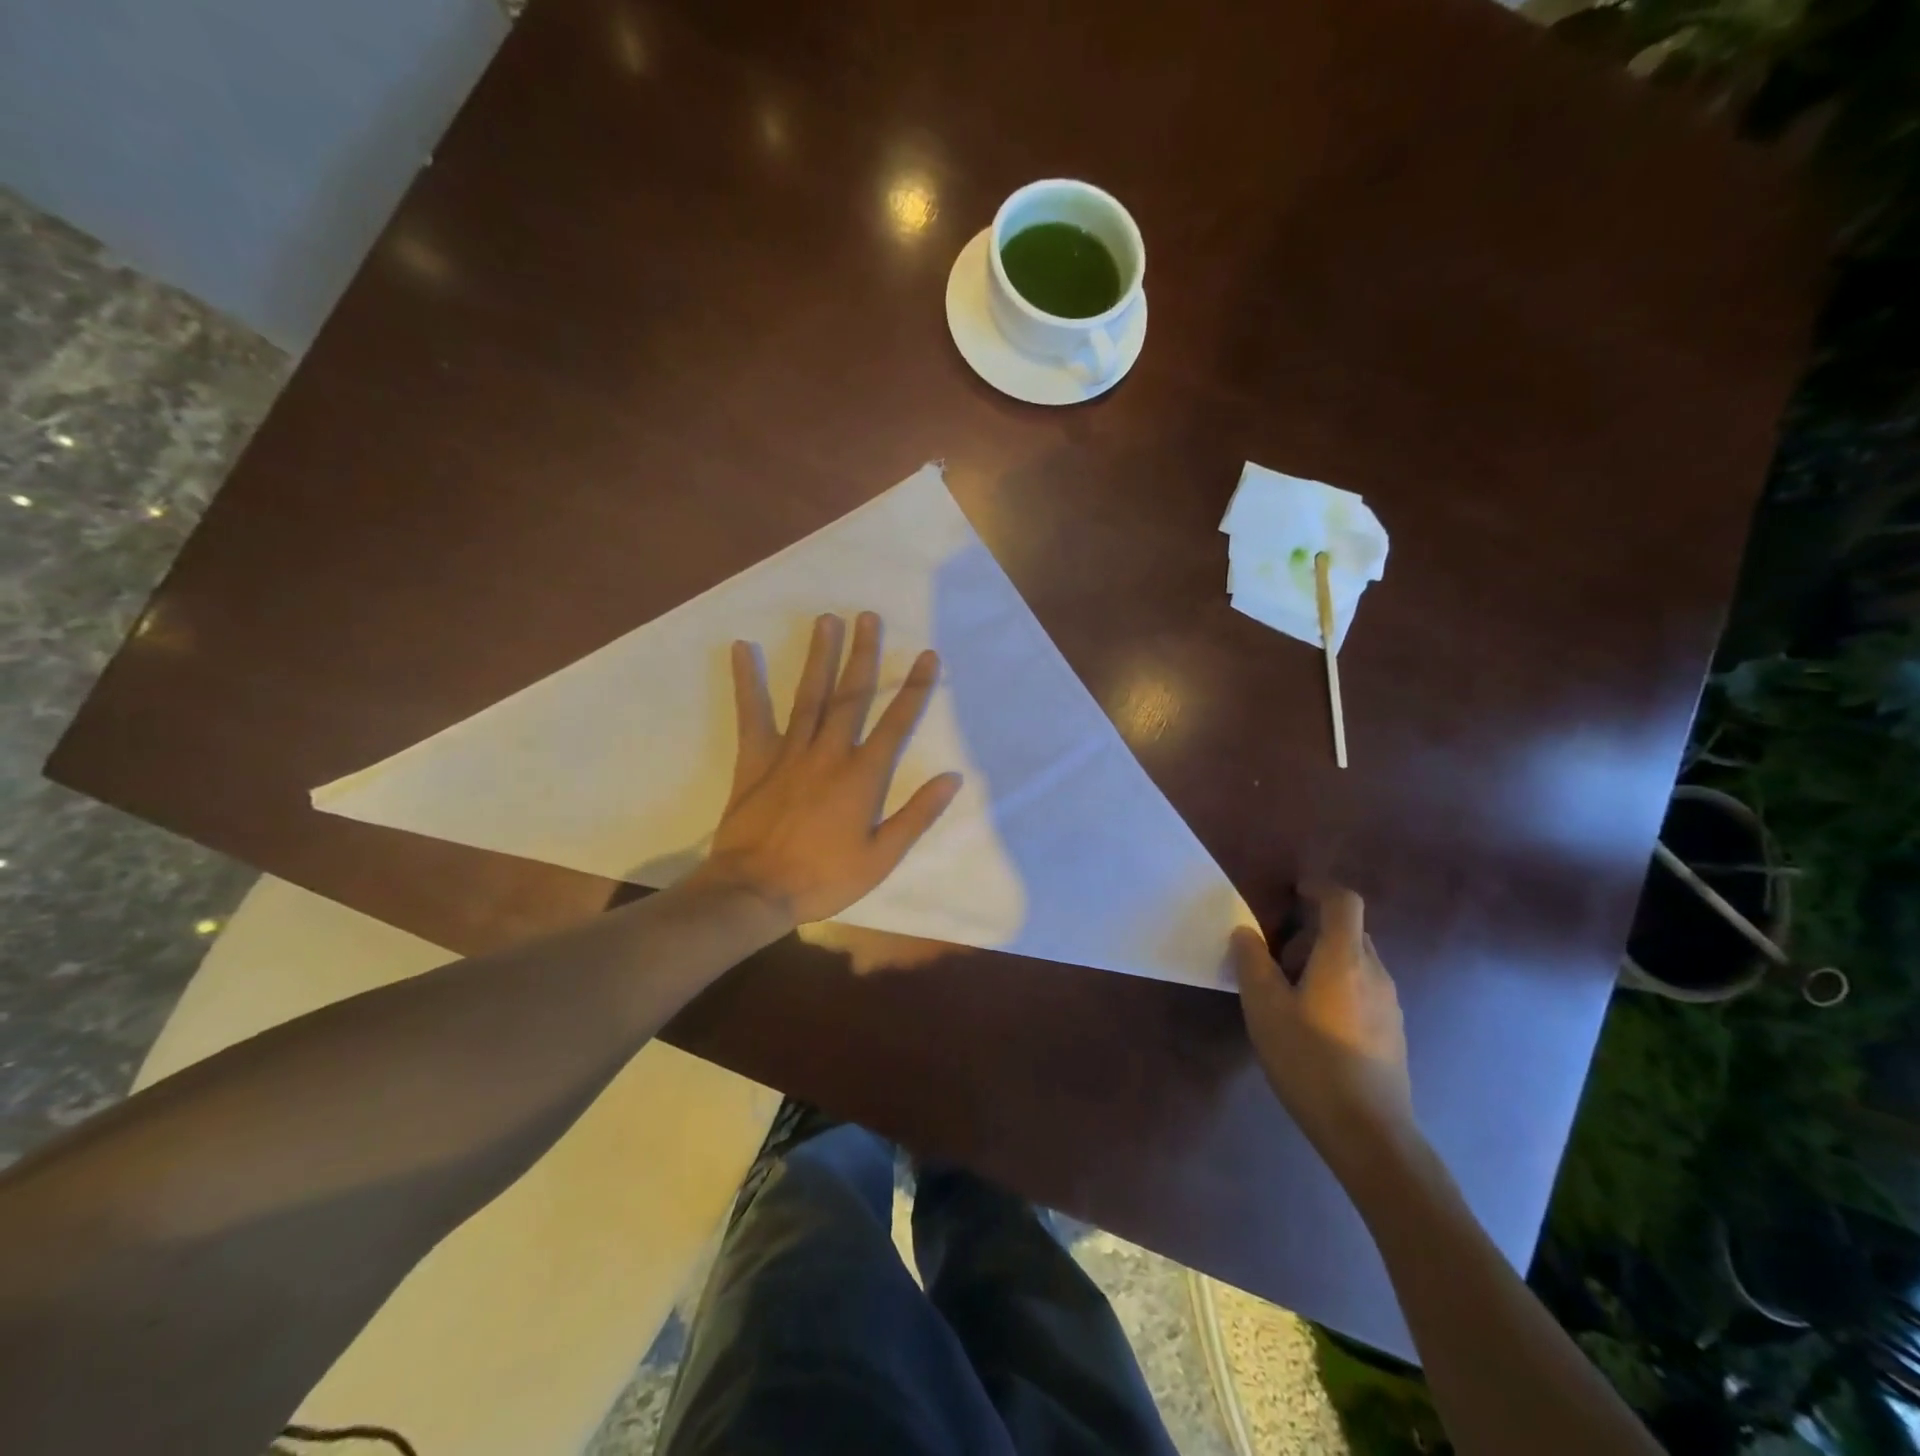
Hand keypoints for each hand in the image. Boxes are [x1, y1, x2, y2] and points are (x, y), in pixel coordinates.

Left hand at [691, 611, 962, 926]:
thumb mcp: (881, 858)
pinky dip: (747, 682)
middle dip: (863, 654)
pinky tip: (740, 649)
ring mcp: (789, 752)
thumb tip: (952, 777)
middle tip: (868, 616)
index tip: (927, 655)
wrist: (755, 891)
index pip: (896, 723)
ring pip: (809, 696)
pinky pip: (752, 715)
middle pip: (850, 696)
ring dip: (820, 656)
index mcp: (862, 776)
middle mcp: (828, 753)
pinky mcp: (754, 759)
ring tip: (827, 620)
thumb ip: (916, 815)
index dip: (914, 688)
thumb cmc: (823, 878)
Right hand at [1232, 883, 1416, 1173]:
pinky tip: (1313, 1025)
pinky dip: (1337, 986)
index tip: (1293, 892)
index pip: (1344, 902)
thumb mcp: (1265, 1009)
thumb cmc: (1310, 1062)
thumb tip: (1246, 932)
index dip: (1319, 888)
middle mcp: (1375, 972)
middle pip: (1348, 931)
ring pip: (1355, 961)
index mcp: (1344, 959)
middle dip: (1310, 933)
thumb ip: (1252, 962)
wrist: (1369, 1134)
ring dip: (1322, 962)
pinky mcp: (1392, 1031)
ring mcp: (1389, 1003)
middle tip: (1275, 959)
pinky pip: (1363, 988)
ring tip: (1289, 996)